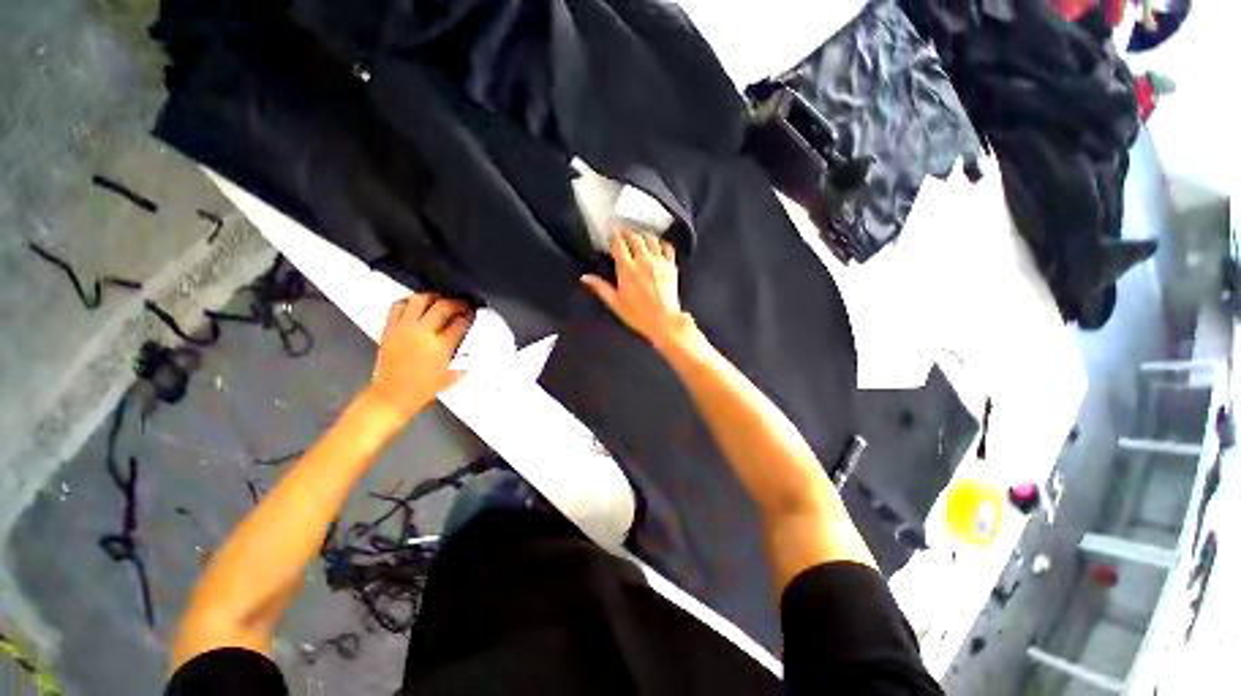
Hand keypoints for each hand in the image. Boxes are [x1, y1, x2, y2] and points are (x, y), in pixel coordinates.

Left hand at [367, 293, 473, 418]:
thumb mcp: (452, 376)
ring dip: (434, 297)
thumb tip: (470, 348)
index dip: (470, 317)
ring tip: (441, 299)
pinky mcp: (390, 328)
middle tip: (463, 305)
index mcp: (441, 346)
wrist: (392, 395)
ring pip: (421, 299)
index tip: (474, 315)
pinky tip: (416, 305)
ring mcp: (404, 327)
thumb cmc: (423, 388)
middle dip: (458, 303)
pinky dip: (409, 301)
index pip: (461, 323)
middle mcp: (423, 332)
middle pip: (444, 306)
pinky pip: (398, 305)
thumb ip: (463, 360)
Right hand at [581, 230, 693, 347]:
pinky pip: (667, 247)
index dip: (614, 236)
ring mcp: (659, 262)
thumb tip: (585, 278)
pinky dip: (661, 242)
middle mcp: (643, 261)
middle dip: (627, 232)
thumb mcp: (615, 302)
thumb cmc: (639, 315)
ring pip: (651, 239)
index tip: (611, 235)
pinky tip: (657, 244)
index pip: (619, 243)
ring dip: (642, 235)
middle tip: (622, 233)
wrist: (664, 321)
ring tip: (638, 236)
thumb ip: (600, 287)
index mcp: (627, 269)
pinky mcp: (671, 266)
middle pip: (634, 237)